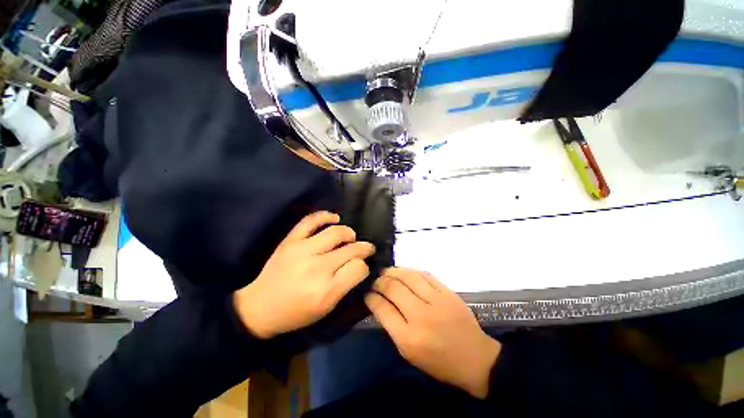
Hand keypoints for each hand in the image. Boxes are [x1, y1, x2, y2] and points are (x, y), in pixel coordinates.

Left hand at [234, 211, 374, 338]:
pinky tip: (335, 217)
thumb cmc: (296, 313)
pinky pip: (310, 221)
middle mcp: (316, 267)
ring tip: (351, 237)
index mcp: (326, 289)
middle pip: (350, 249)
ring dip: (349, 233)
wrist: (259, 307)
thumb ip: (346, 286)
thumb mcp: (326, 308)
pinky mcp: (290, 241)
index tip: (362, 267)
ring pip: (336, 232)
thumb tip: (360, 265)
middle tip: (366, 248)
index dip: (364, 266)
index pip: (358, 268)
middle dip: (363, 248)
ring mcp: (302, 250)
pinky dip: (325, 215)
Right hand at [365, 268, 500, 398]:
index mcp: (409, 338)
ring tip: (386, 272)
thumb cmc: (439, 362)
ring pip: (408, 276)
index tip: (367, 293)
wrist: (475, 358)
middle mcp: (421, 316)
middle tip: (375, 281)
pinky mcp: (447, 292)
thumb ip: (392, 326)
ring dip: (393, 271)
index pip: (382, 309)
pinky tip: (404, 271)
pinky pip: (424, 274)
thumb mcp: (409, 353)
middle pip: (393, 288)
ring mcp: (436, 301)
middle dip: (379, 282)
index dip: (371, 298)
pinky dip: (410, 271)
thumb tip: (379, 303)